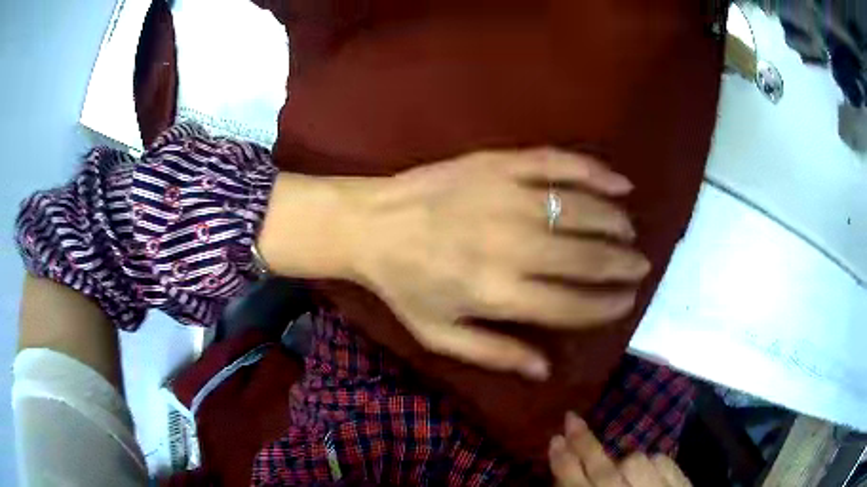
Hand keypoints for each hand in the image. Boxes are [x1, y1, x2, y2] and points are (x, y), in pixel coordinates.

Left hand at [352, 149, 649, 379]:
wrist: (371, 224)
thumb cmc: (404, 285)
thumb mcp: (440, 335)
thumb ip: (495, 355)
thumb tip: (546, 368)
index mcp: (496, 293)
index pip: (573, 304)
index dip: (608, 305)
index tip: (627, 300)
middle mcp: (510, 245)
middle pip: (587, 257)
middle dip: (622, 264)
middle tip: (641, 266)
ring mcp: (506, 197)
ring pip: (582, 210)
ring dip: (615, 223)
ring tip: (630, 233)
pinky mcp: (499, 164)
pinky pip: (558, 164)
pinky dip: (595, 172)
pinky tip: (619, 182)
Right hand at [550, 412, 691, 486]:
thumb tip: (564, 479)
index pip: (576, 486)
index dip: (563, 464)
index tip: (554, 440)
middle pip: (602, 469)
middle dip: (584, 444)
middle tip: (571, 419)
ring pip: (634, 460)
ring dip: (623, 461)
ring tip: (621, 471)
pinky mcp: (680, 483)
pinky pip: (662, 460)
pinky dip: (652, 462)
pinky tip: (648, 471)